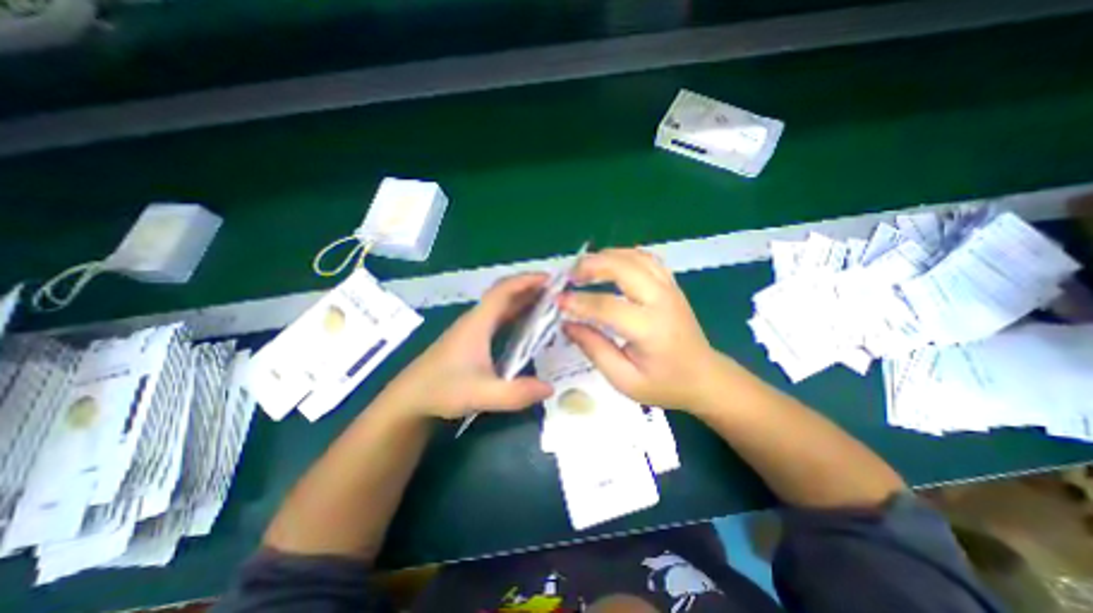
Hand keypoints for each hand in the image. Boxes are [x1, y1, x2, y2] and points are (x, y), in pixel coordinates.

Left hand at [383, 274, 555, 418]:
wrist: (410, 399)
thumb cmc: (442, 390)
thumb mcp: (482, 394)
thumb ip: (516, 393)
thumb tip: (550, 388)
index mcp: (478, 323)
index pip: (503, 290)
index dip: (526, 281)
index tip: (550, 279)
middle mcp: (476, 320)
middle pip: (505, 295)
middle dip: (530, 289)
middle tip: (557, 292)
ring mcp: (473, 329)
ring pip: (502, 307)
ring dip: (524, 301)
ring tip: (549, 305)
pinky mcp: (472, 340)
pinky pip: (499, 320)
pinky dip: (516, 316)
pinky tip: (528, 327)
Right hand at [559, 246, 722, 408]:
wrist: (704, 377)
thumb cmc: (664, 384)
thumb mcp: (624, 379)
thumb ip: (594, 349)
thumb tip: (567, 325)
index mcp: (651, 329)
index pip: (608, 307)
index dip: (579, 302)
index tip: (557, 301)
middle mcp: (662, 301)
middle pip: (624, 268)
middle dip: (591, 266)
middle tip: (568, 276)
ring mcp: (669, 288)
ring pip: (635, 256)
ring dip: (606, 256)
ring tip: (583, 268)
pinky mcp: (670, 285)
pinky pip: (646, 259)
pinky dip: (623, 255)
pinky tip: (608, 264)